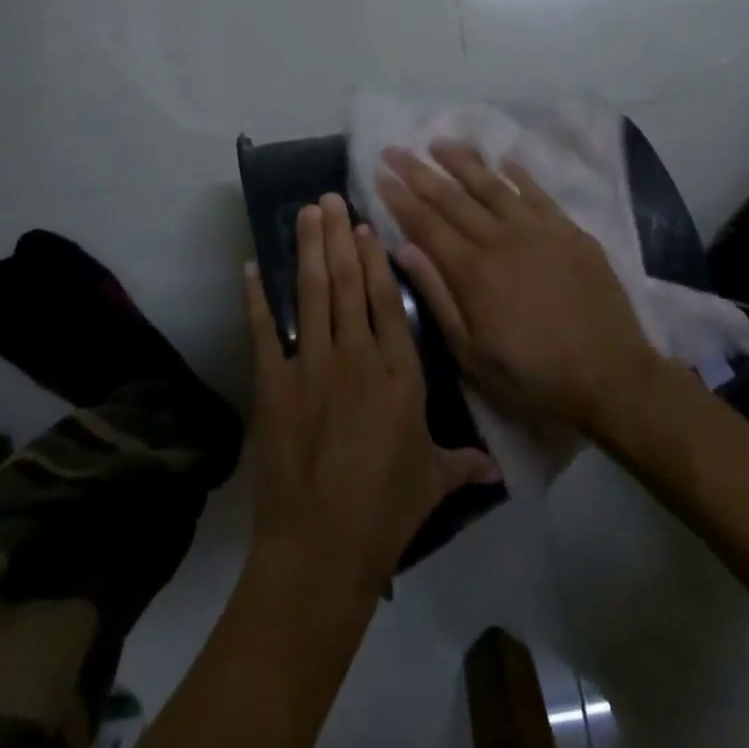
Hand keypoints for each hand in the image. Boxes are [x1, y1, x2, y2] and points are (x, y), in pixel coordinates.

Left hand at [244, 194, 496, 593]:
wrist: (323, 548)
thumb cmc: (385, 512)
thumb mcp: (433, 482)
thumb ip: (463, 464)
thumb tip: (498, 469)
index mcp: (400, 373)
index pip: (387, 300)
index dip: (375, 258)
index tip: (364, 225)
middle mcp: (358, 357)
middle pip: (348, 284)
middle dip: (338, 237)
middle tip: (327, 198)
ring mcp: (313, 367)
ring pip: (312, 294)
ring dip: (308, 250)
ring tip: (304, 213)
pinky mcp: (275, 385)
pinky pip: (265, 331)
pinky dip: (256, 298)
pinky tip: (250, 267)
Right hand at [375, 142, 664, 438]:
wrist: (610, 377)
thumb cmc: (533, 375)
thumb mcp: (472, 353)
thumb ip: (437, 296)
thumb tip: (403, 250)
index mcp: (472, 271)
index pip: (426, 223)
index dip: (400, 196)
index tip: (380, 172)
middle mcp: (501, 239)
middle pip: (452, 197)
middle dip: (419, 170)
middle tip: (395, 148)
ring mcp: (539, 231)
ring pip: (493, 186)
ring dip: (464, 162)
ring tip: (439, 142)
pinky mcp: (571, 233)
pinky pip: (539, 194)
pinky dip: (519, 175)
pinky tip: (504, 161)